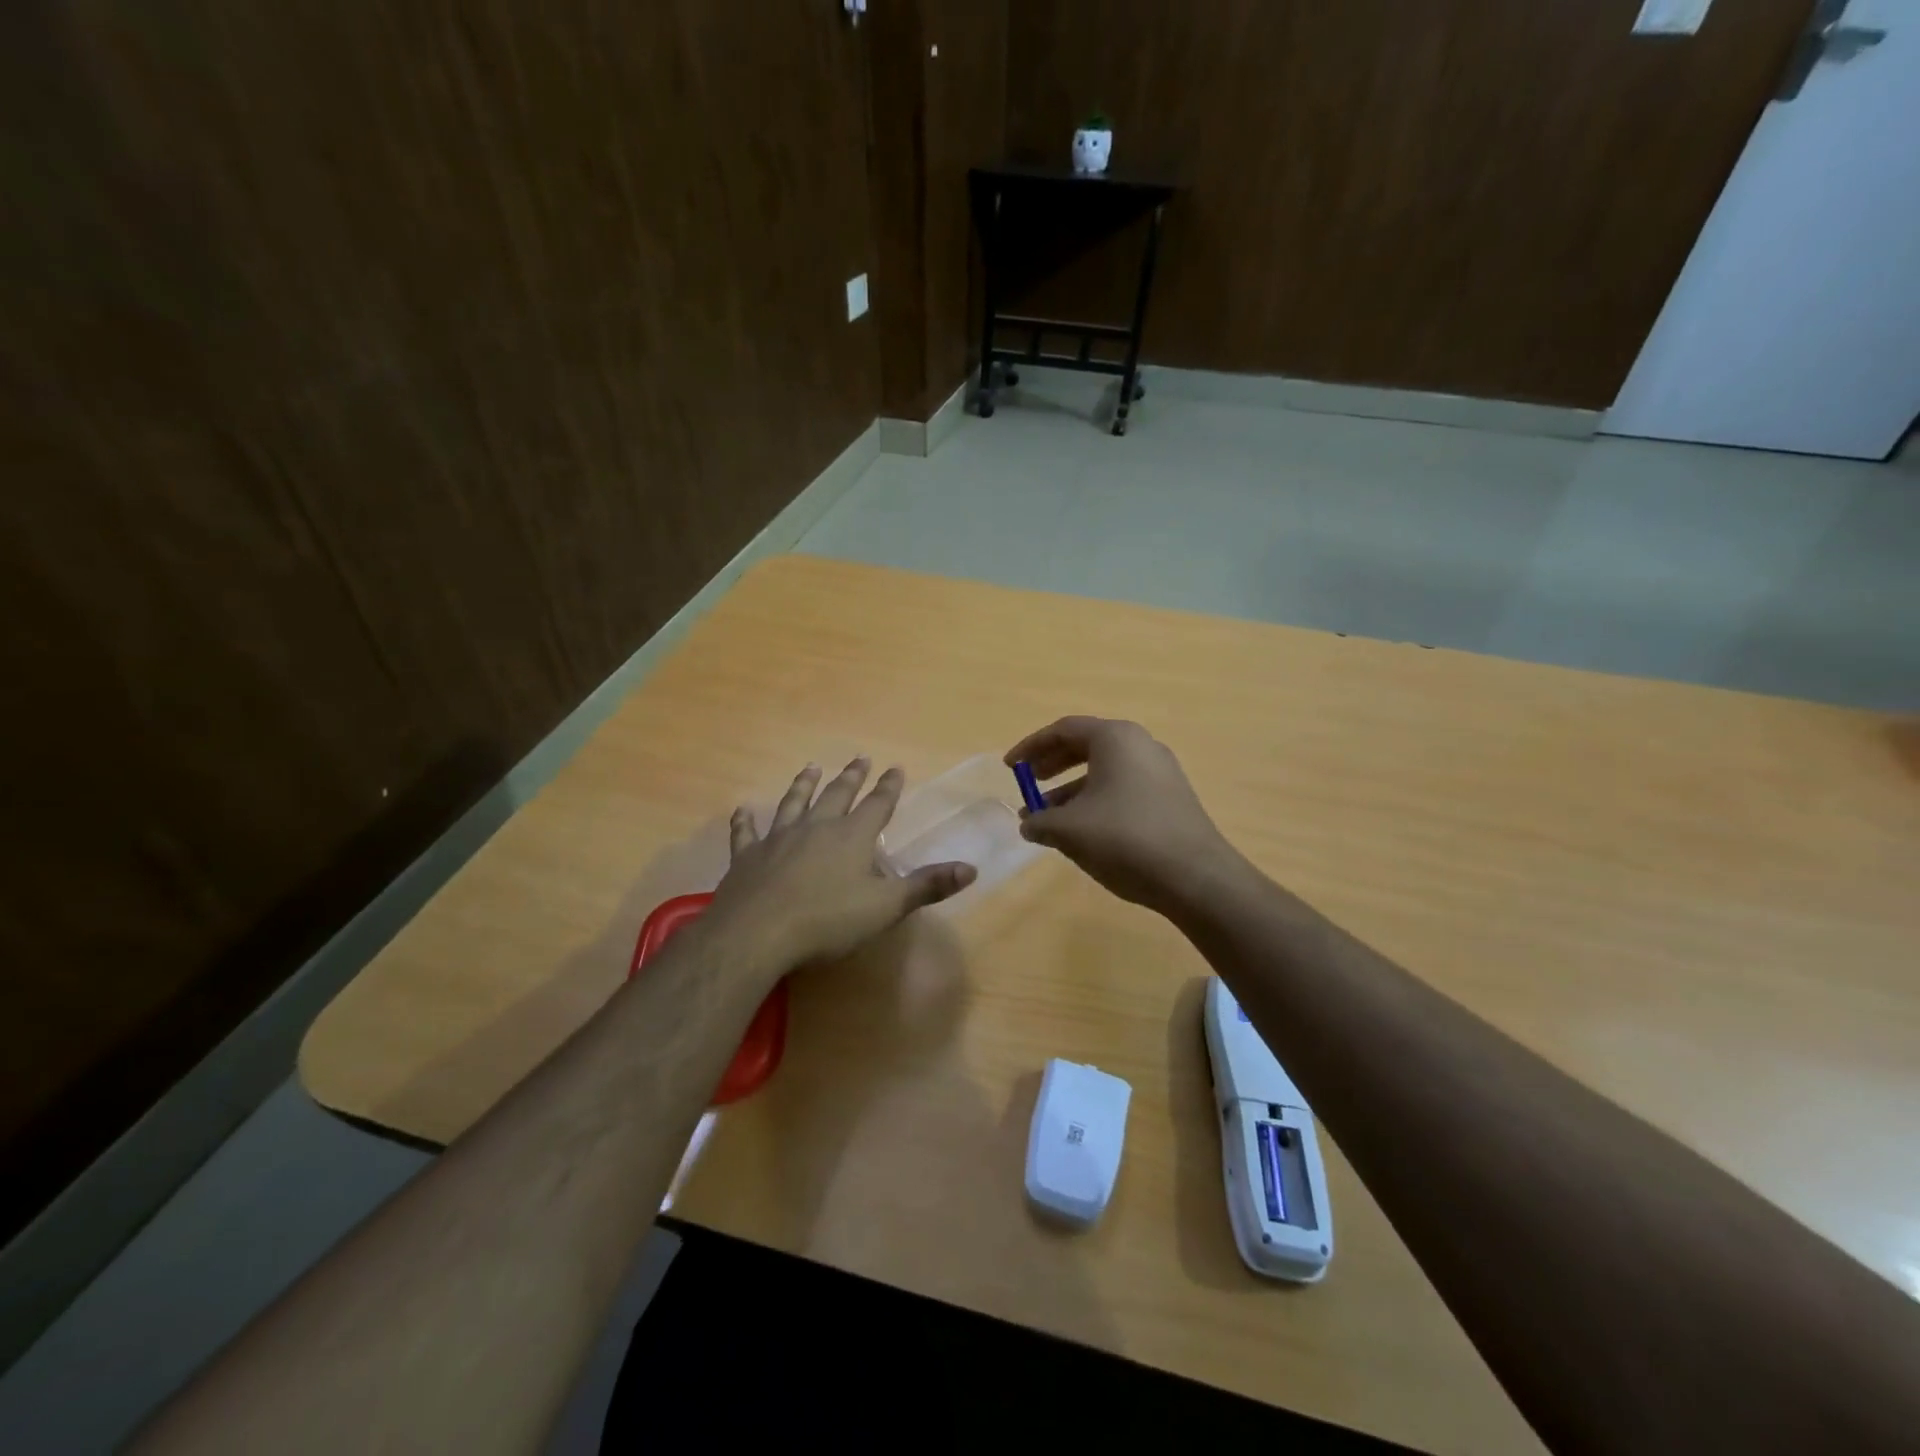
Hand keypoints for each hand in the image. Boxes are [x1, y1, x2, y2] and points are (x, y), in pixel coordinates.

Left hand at [703, 757, 975, 976]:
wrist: (758, 933)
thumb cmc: (828, 920)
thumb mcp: (886, 906)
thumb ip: (927, 885)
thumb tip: (971, 868)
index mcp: (852, 837)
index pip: (877, 805)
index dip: (888, 787)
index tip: (895, 767)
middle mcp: (816, 828)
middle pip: (837, 795)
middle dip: (851, 777)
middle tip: (859, 758)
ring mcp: (779, 839)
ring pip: (794, 803)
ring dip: (804, 785)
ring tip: (811, 768)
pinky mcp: (747, 857)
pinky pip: (747, 833)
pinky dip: (746, 821)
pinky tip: (743, 810)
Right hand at [1005, 717, 1236, 915]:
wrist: (1195, 876)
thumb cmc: (1125, 838)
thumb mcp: (1070, 830)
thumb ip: (1040, 821)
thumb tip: (1029, 823)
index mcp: (1115, 738)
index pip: (1064, 730)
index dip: (1031, 747)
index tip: (1010, 766)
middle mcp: (1140, 745)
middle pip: (1086, 746)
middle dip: (1051, 765)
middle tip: (1028, 784)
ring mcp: (1160, 771)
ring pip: (1105, 771)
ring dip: (1071, 790)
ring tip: (1047, 818)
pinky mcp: (1170, 798)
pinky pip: (1123, 788)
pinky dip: (1096, 801)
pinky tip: (1082, 831)